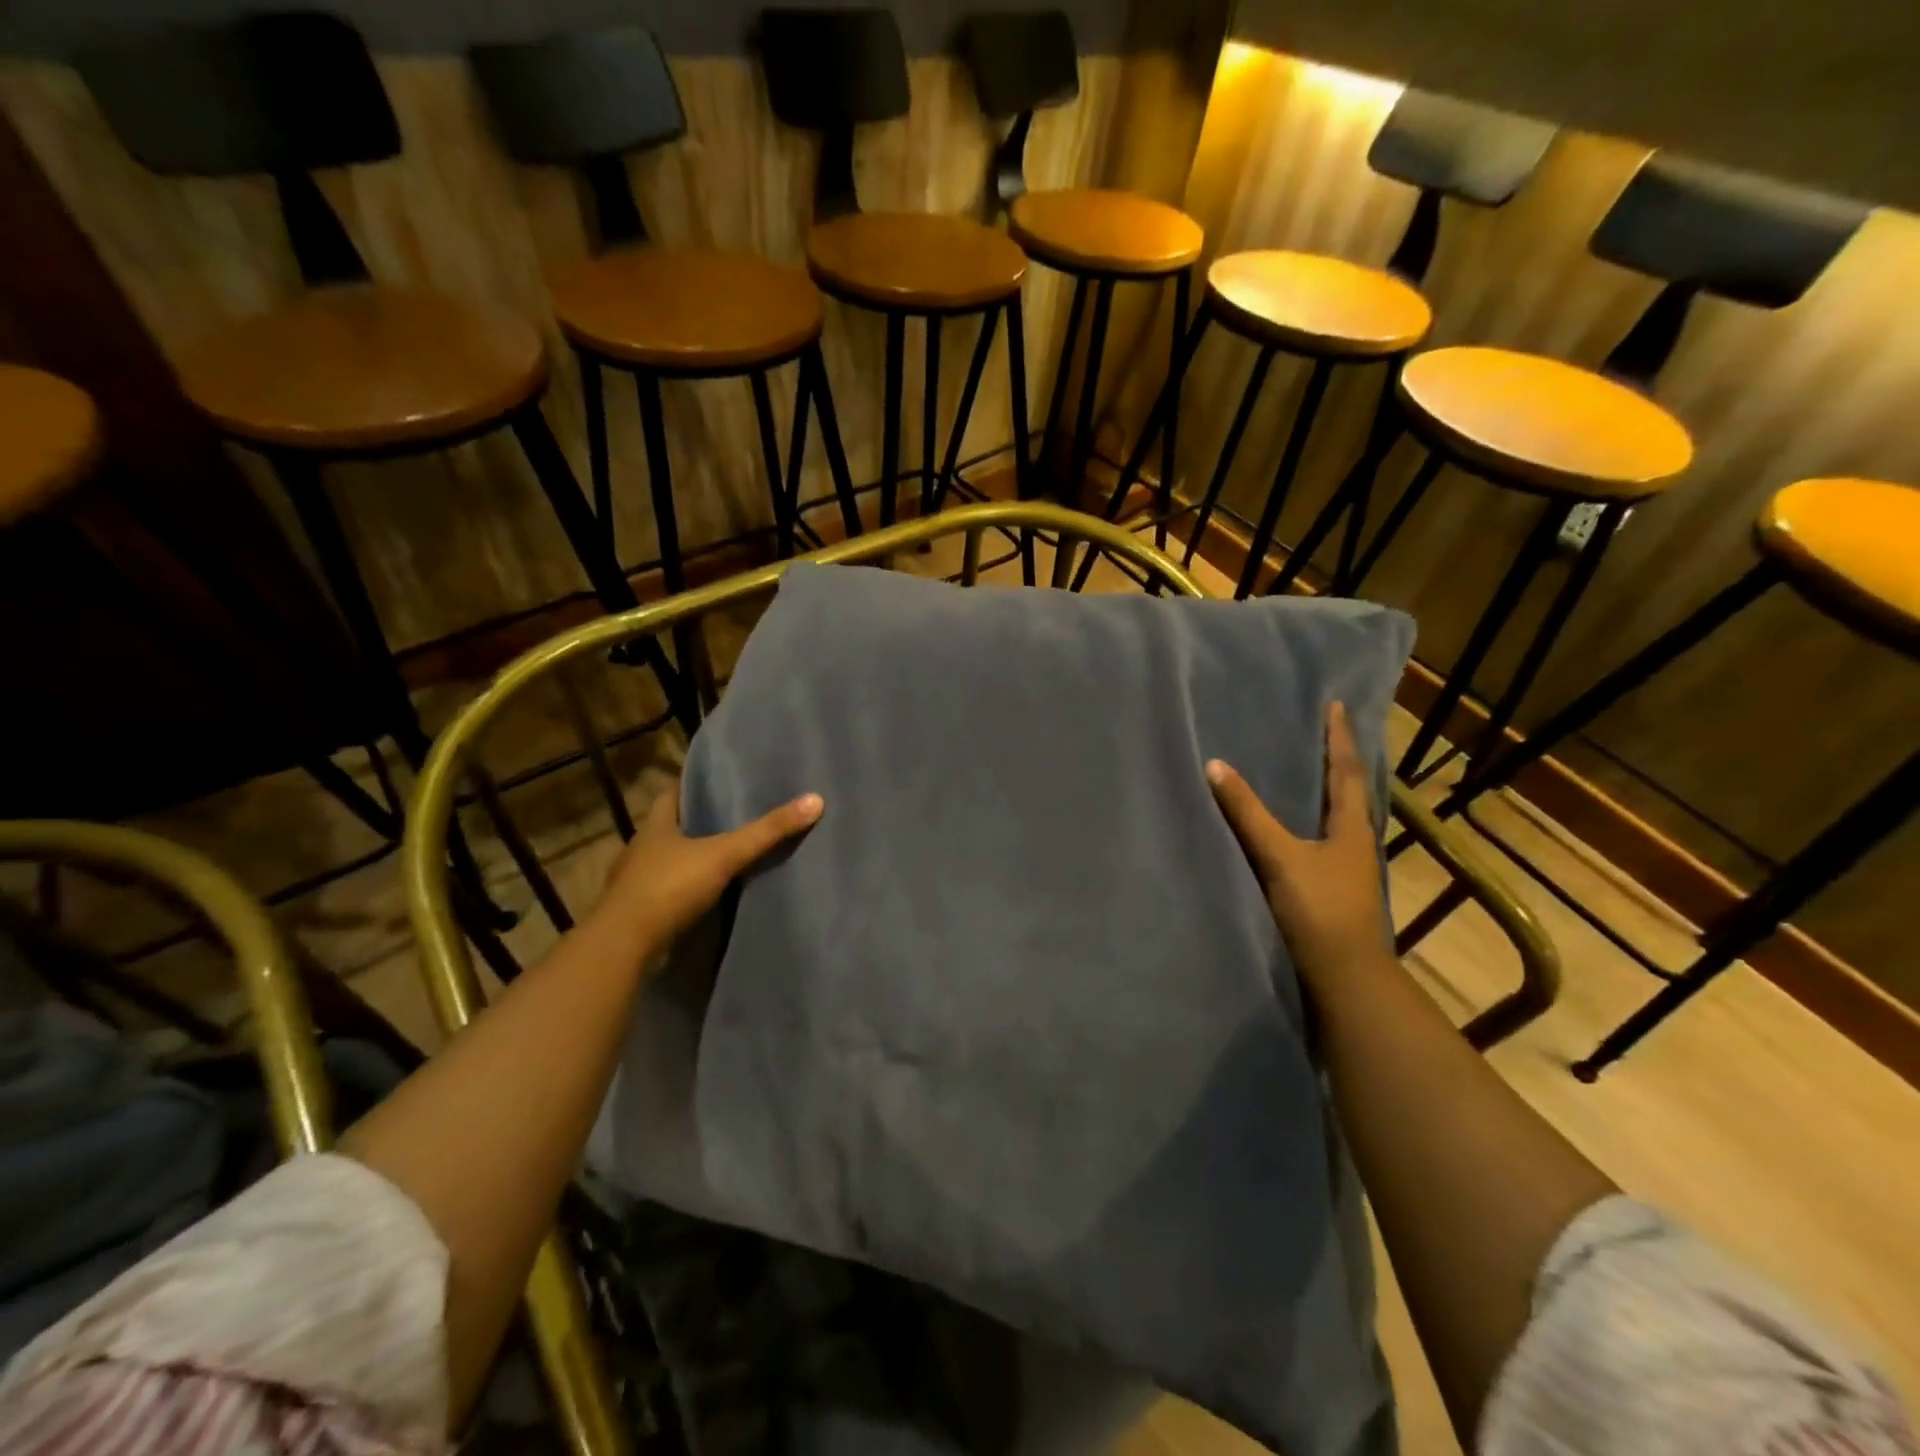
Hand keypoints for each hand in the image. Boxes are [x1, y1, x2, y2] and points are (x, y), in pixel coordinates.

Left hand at [597, 777, 823, 948]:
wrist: (624, 946)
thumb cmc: (669, 887)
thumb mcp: (724, 855)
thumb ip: (767, 832)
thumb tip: (816, 800)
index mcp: (655, 826)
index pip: (672, 793)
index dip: (693, 784)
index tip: (717, 779)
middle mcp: (641, 849)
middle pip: (671, 826)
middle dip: (697, 821)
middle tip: (733, 814)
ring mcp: (635, 882)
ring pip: (668, 860)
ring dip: (691, 858)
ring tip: (725, 853)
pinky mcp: (639, 912)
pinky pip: (667, 891)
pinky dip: (685, 889)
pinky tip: (707, 893)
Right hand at [1206, 701, 1392, 993]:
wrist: (1344, 976)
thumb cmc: (1318, 910)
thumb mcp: (1279, 857)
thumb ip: (1247, 814)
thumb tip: (1215, 767)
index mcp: (1351, 828)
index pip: (1345, 771)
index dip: (1339, 737)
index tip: (1336, 705)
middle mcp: (1355, 842)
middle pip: (1349, 791)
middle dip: (1337, 760)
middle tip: (1323, 731)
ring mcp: (1347, 867)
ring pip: (1339, 817)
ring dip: (1328, 790)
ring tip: (1309, 770)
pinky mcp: (1333, 888)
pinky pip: (1325, 840)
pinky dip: (1314, 820)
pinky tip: (1299, 826)